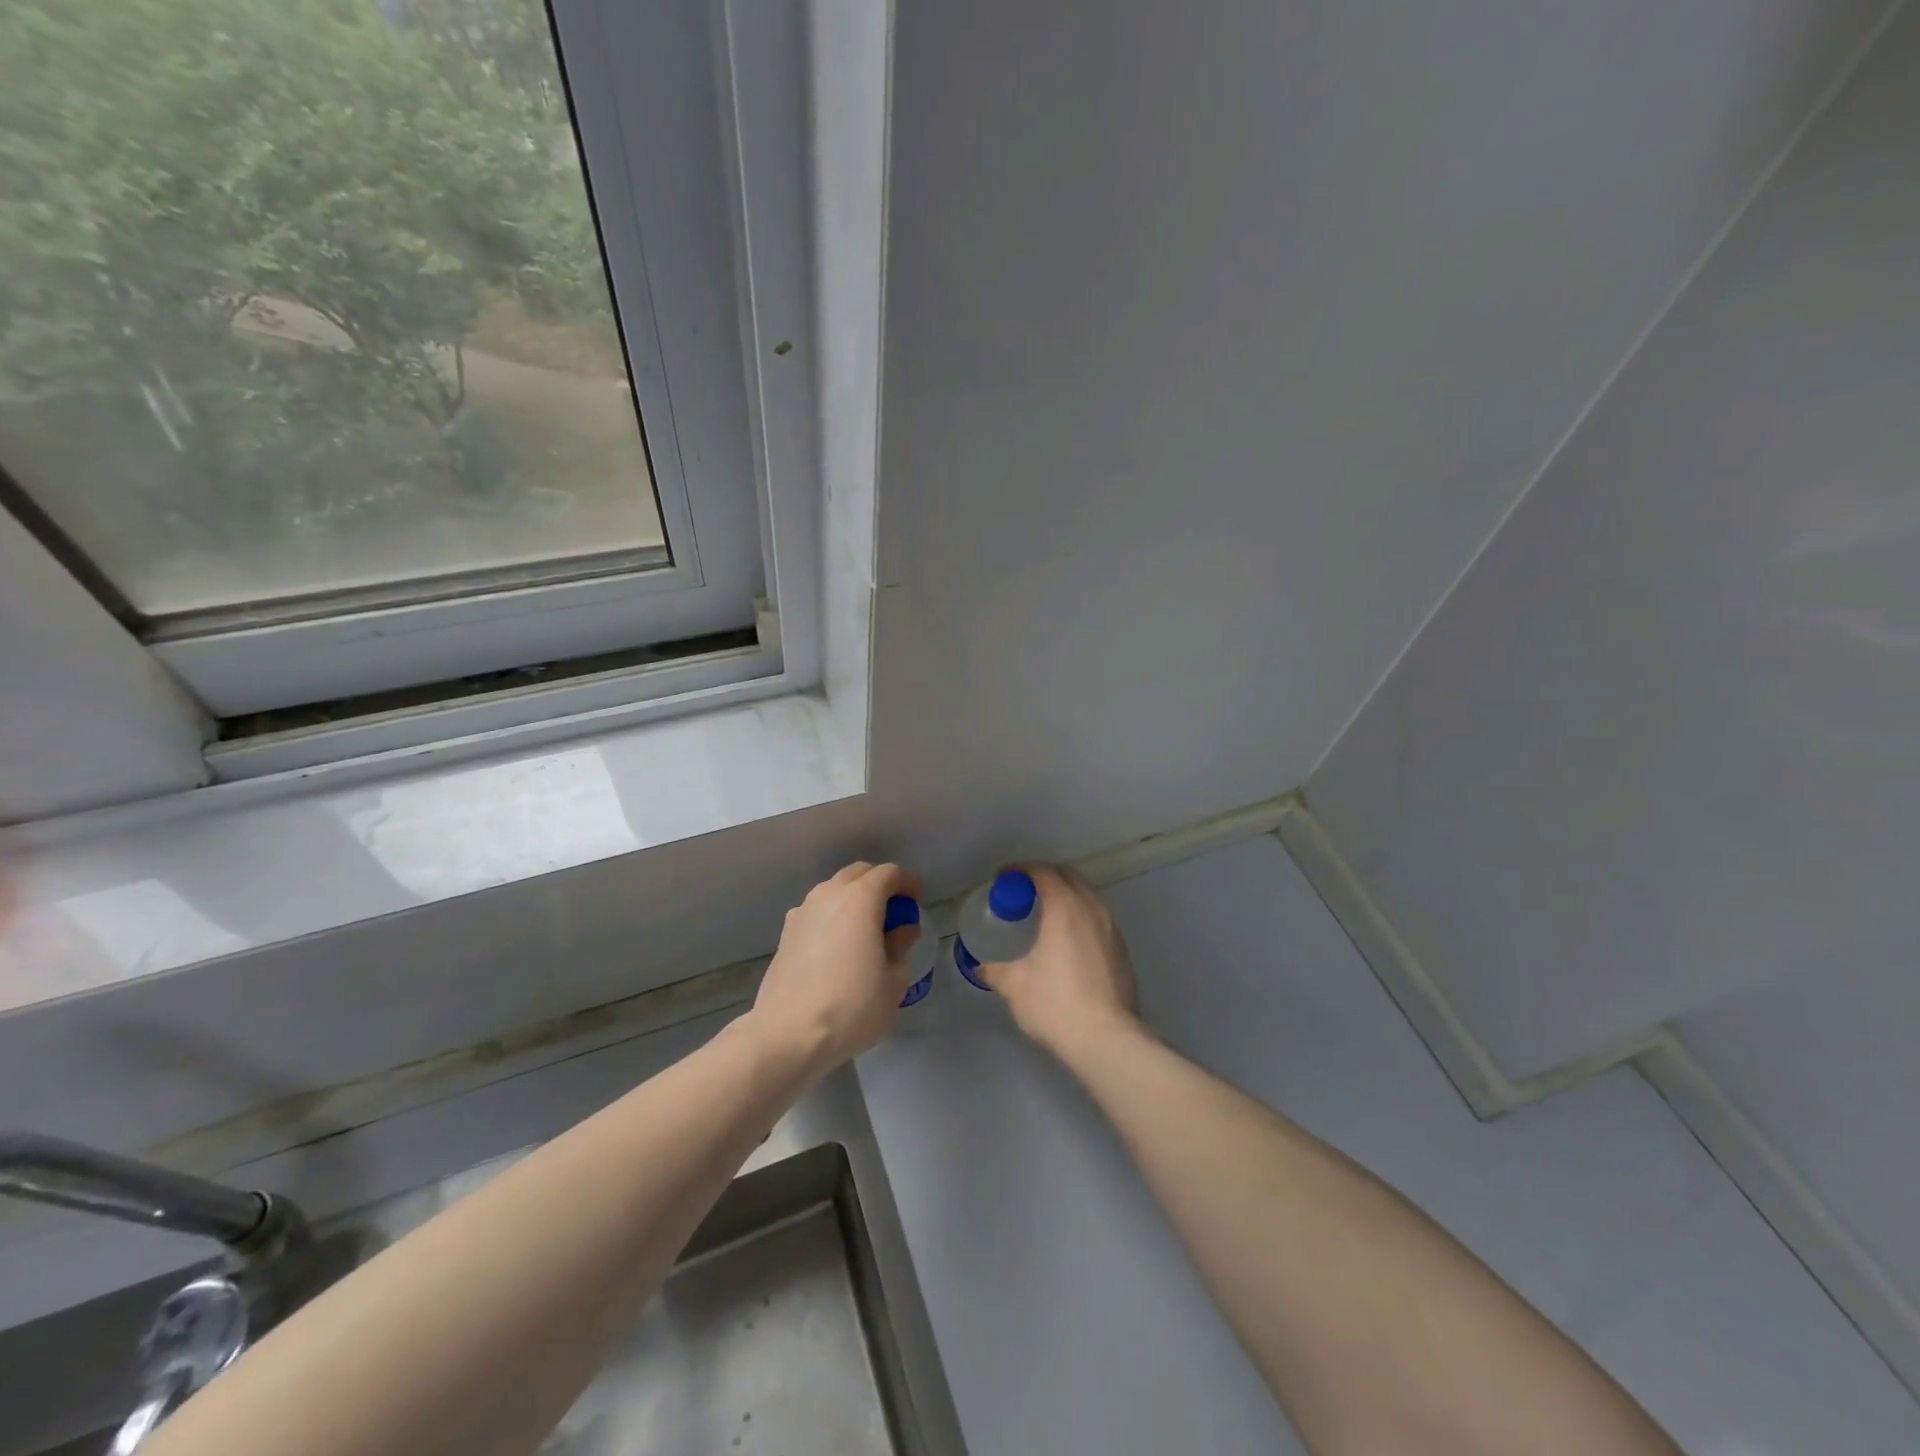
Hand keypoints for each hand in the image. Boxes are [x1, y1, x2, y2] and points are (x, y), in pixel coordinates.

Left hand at [749, 862, 922, 1078]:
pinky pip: (817, 911)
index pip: (889, 873)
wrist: (788, 1034)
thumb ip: (900, 946)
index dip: (908, 883)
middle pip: (859, 874)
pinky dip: (833, 917)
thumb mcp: (893, 981)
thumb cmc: (851, 1006)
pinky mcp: (786, 932)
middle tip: (895, 913)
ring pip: (834, 890)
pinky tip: (839, 946)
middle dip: (880, 885)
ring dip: (854, 900)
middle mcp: (829, 894)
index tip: (918, 901)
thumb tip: (903, 930)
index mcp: (860, 899)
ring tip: (867, 930)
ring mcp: (802, 911)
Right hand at [978, 864, 1143, 1063]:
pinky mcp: (1122, 950)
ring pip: (1087, 896)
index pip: (1042, 871)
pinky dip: (1080, 916)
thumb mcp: (1015, 985)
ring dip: (1066, 895)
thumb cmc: (1056, 1003)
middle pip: (1068, 876)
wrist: (1107, 1039)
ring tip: (1045, 915)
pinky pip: (1098, 918)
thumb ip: (995, 970)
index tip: (1002, 879)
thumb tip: (981, 968)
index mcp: (1065, 906)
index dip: (1020, 870)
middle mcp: (1092, 908)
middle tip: (1023, 893)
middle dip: (1045, 877)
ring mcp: (1112, 928)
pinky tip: (1068, 941)